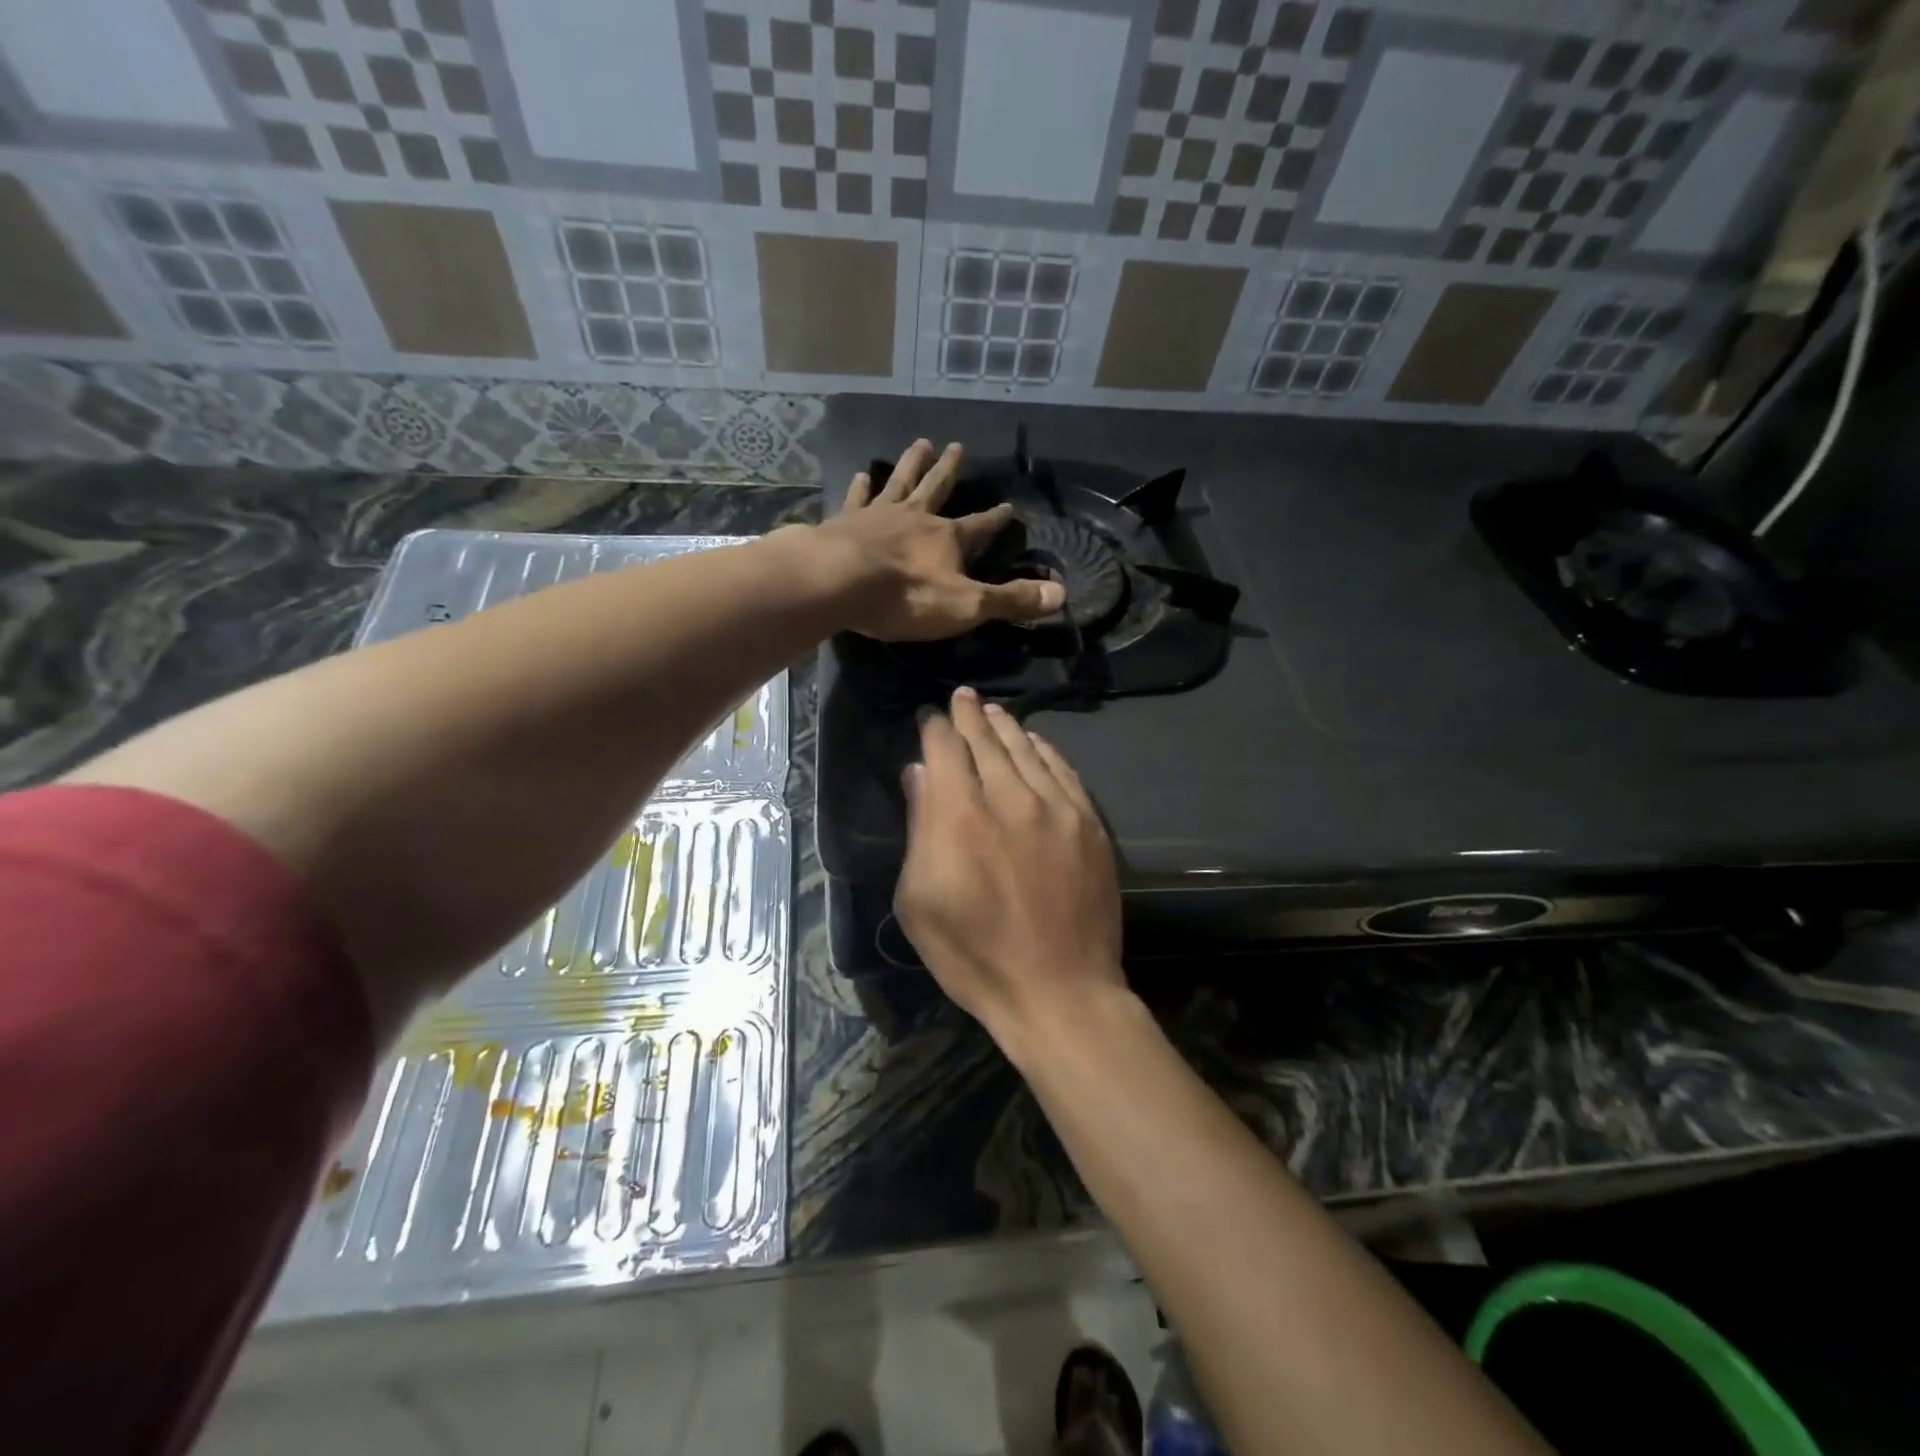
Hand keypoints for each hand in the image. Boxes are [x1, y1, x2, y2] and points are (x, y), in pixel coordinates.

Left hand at [816, 439, 1063, 640]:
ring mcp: (878, 515)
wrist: (839, 583)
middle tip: (957, 446)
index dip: (996, 520)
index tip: (1009, 507)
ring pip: (900, 482)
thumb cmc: (906, 597)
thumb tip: (1060, 595)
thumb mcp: (966, 605)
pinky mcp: (845, 522)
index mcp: (947, 538)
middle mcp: (916, 517)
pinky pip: (856, 499)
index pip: (980, 526)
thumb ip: (1010, 599)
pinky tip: (861, 474)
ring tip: (920, 442)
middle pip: (937, 488)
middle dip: (949, 470)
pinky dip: (861, 487)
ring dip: (911, 464)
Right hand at [894, 686, 1125, 1051]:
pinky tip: (1034, 742)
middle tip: (962, 697)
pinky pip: (1063, 771)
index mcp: (960, 816)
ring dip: (1005, 726)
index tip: (928, 715)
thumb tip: (920, 774)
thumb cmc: (974, 956)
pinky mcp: (1089, 824)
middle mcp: (1010, 798)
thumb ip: (919, 829)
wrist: (1058, 991)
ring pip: (1026, 749)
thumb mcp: (919, 902)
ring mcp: (1056, 808)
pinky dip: (1044, 750)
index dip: (935, 726)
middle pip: (986, 740)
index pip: (945, 748)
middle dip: (969, 715)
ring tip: (992, 710)